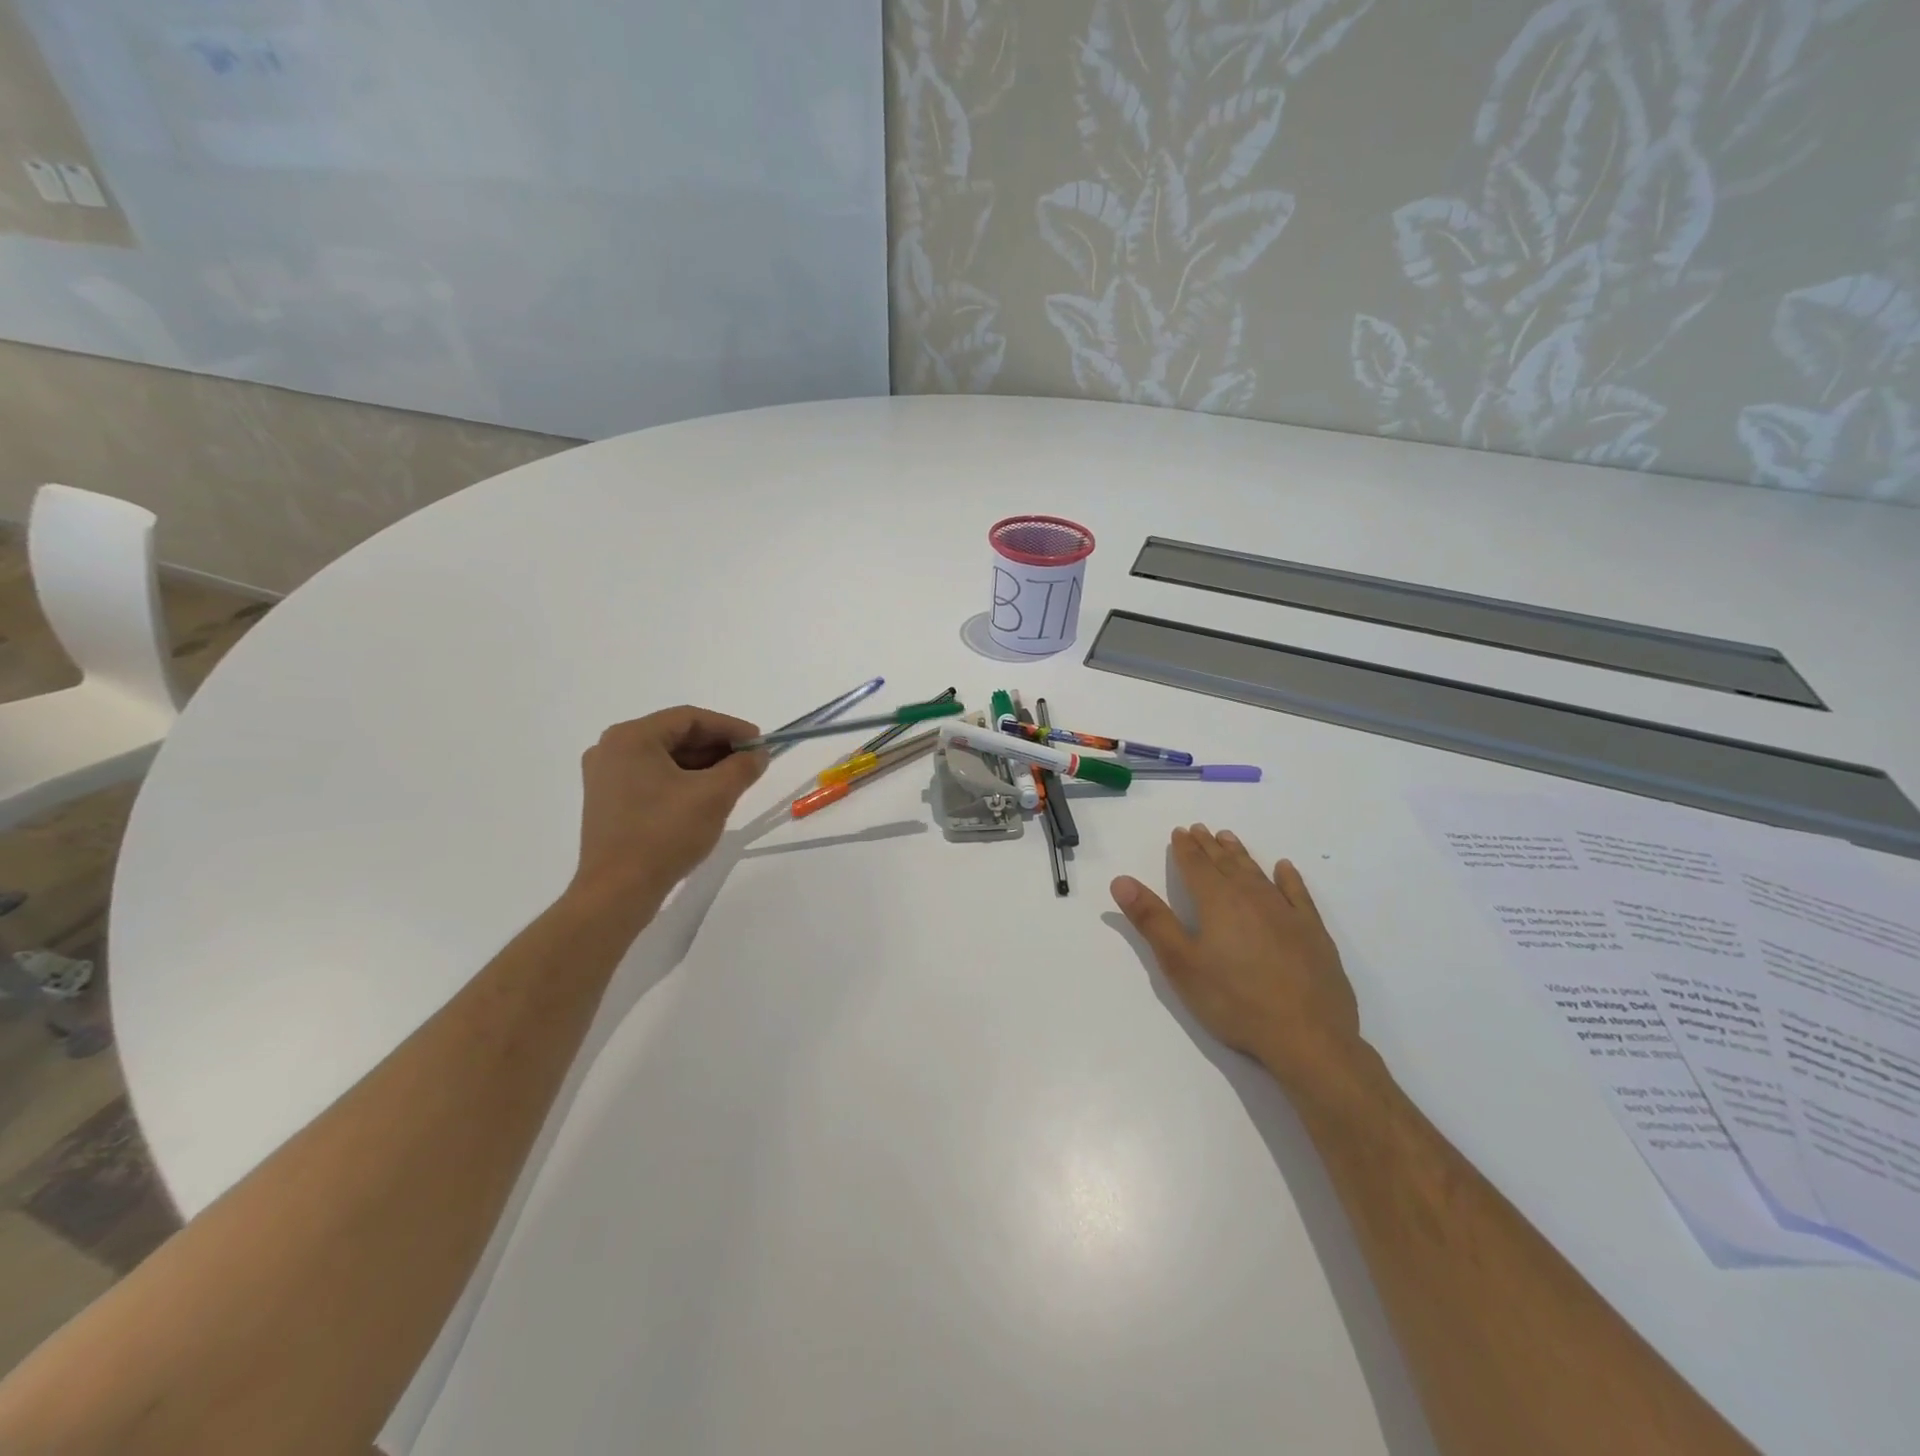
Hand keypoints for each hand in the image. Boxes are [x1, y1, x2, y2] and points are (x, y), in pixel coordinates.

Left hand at [570, 706, 768, 911]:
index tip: (760, 743)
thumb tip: (758, 755)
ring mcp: (605, 777)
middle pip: (676, 736)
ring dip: (702, 765)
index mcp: (631, 738)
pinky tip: (706, 798)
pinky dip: (682, 781)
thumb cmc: (665, 834)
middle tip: (750, 762)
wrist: (617, 892)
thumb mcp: (714, 796)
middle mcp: (612, 749)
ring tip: (734, 781)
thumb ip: (742, 767)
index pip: (690, 718)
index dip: (730, 728)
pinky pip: (652, 778)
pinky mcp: (608, 802)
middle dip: (717, 747)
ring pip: (665, 759)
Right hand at [1112, 824, 1361, 1092]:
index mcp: (1217, 903)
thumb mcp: (1180, 964)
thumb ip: (1152, 920)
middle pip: (1226, 864)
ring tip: (1229, 838)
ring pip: (1258, 873)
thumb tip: (1121, 880)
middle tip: (1200, 828)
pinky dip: (1288, 878)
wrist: (1308, 1037)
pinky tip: (1284, 868)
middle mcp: (1252, 897)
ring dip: (1241, 855)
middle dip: (1210, 846)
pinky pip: (1298, 894)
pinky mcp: (1313, 932)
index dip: (1185, 848)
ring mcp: (1286, 913)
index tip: (1179, 831)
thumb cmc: (1234, 1001)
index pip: (1196, 866)